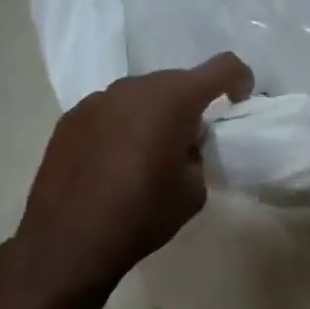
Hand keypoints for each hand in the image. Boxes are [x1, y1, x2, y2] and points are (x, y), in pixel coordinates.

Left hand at [16, 53, 253, 293]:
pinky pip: (110, 111)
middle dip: (191, 103)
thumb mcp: (192, 191)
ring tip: (149, 153)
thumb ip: (196, 155)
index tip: (240, 101)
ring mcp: (96, 100)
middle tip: (191, 140)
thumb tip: (182, 145)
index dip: (239, 79)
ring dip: (153, 114)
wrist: (69, 241)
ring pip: (139, 96)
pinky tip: (114, 162)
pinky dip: (122, 126)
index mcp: (172, 100)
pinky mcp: (70, 118)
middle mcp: (133, 88)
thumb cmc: (142, 215)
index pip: (221, 68)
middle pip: (175, 81)